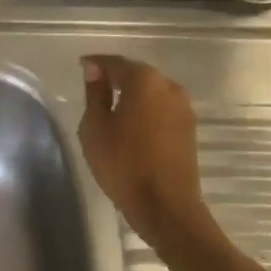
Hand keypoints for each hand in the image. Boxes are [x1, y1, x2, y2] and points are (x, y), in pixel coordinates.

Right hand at [78, 56, 206, 244]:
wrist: (167, 208)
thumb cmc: (124, 164)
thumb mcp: (96, 127)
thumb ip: (95, 93)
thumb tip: (95, 71)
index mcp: (144, 80)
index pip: (115, 62)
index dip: (96, 63)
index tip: (81, 66)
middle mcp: (168, 86)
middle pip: (137, 73)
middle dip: (116, 76)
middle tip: (95, 84)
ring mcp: (183, 108)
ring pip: (152, 91)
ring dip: (133, 93)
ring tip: (112, 105)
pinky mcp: (189, 128)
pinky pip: (161, 108)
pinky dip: (146, 109)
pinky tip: (132, 122)